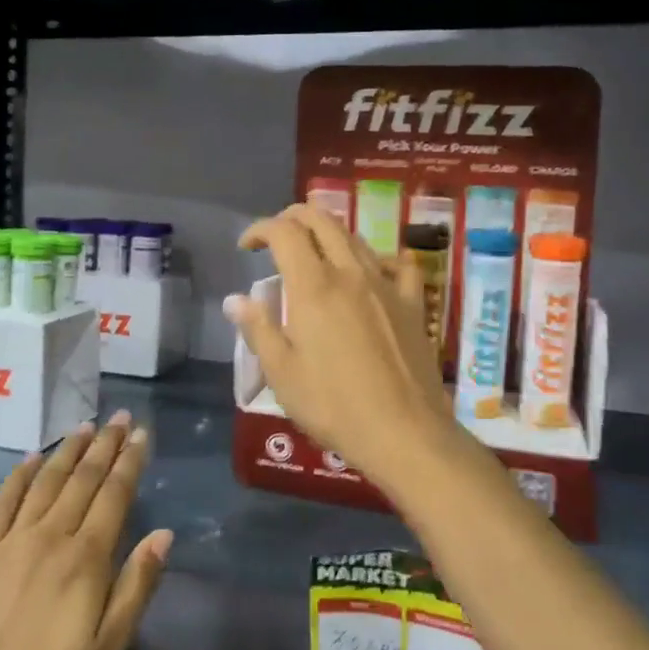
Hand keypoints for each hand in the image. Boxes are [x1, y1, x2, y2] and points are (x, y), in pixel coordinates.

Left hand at [0, 414, 170, 649]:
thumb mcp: (109, 647)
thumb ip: (137, 586)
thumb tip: (164, 534)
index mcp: (86, 558)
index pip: (114, 495)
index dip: (130, 462)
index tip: (142, 434)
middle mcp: (51, 536)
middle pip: (83, 479)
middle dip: (105, 445)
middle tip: (120, 417)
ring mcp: (13, 541)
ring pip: (46, 482)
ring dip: (68, 450)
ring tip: (86, 426)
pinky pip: (4, 502)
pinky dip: (19, 475)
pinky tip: (32, 457)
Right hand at [225, 204, 454, 489]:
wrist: (404, 432)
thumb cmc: (333, 406)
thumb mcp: (282, 373)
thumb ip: (258, 329)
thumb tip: (235, 299)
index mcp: (313, 286)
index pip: (284, 232)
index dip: (260, 229)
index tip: (246, 247)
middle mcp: (350, 273)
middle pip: (321, 220)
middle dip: (293, 217)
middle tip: (277, 238)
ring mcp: (387, 285)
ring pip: (355, 237)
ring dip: (329, 234)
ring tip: (315, 256)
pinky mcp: (413, 303)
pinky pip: (399, 264)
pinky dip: (379, 258)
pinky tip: (374, 272)